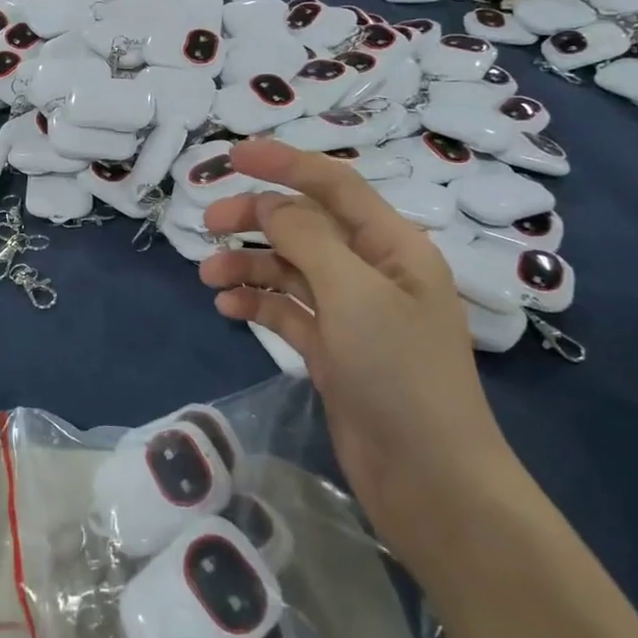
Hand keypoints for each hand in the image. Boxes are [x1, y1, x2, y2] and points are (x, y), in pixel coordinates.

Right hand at [197, 139, 518, 565]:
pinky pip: (287, 311)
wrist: (430, 482)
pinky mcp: (333, 351)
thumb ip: (307, 240)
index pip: (334, 185)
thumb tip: (270, 206)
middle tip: (207, 225)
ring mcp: (352, 313)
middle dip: (256, 219)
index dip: (284, 163)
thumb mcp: (354, 294)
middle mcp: (372, 272)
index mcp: (393, 247)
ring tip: (208, 278)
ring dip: (249, 265)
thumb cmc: (400, 375)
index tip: (233, 155)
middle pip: (306, 226)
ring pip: (290, 269)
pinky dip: (258, 303)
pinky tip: (228, 308)